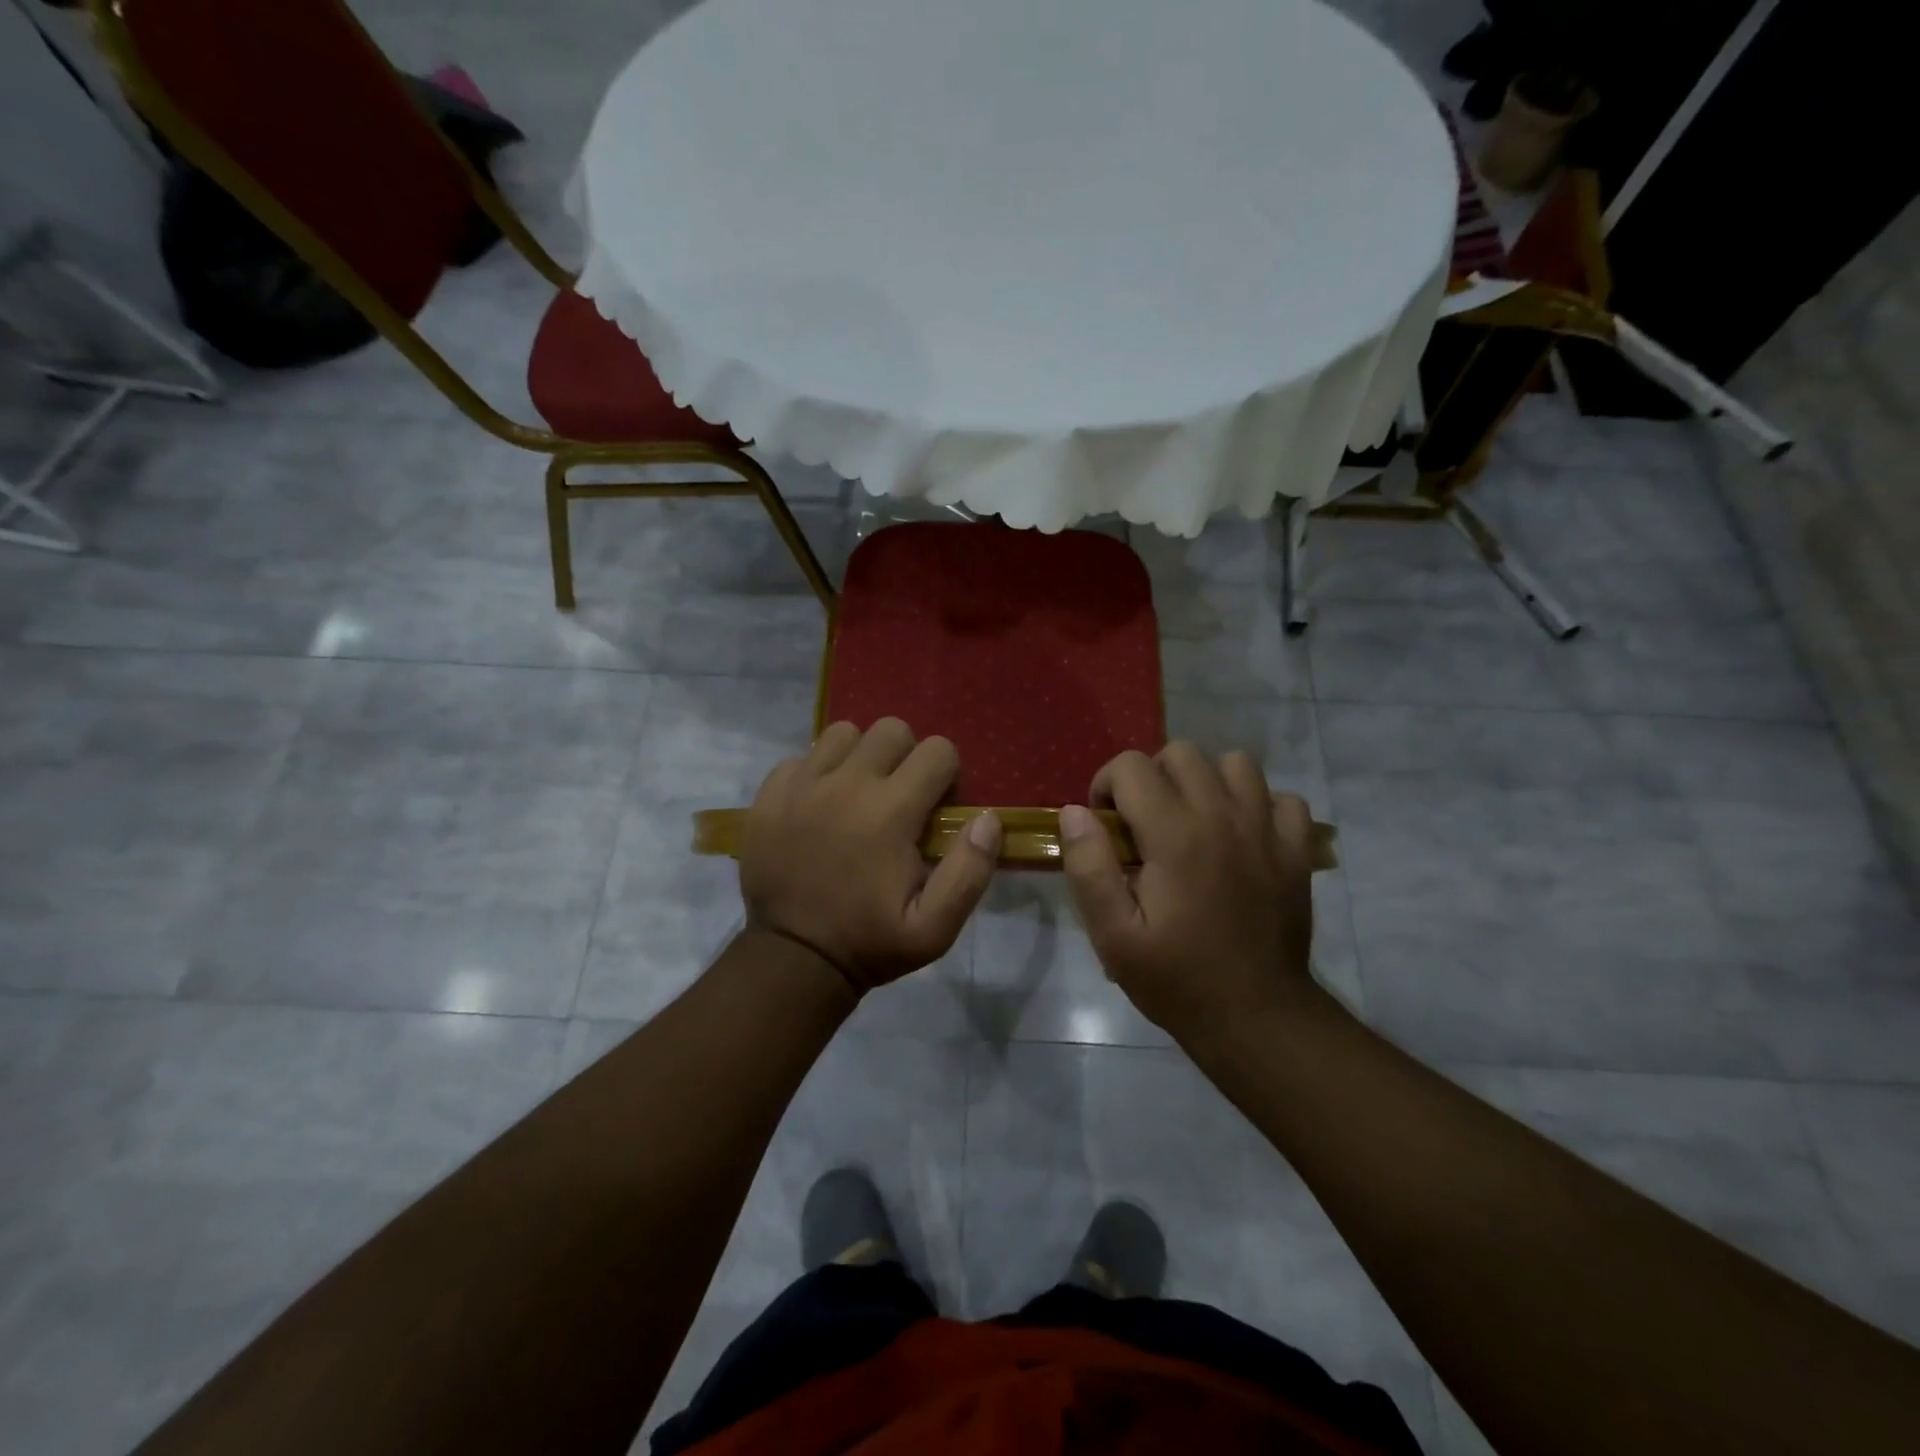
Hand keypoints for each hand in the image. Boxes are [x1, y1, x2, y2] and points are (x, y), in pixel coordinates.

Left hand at [739, 719, 1000, 993]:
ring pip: (844, 733)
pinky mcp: (770, 793)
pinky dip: (817, 772)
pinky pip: (803, 757)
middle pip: (891, 730)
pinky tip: (820, 805)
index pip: (938, 750)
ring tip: (859, 794)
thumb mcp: (935, 929)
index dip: (946, 775)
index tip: (935, 808)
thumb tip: (988, 818)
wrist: (792, 958)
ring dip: (860, 756)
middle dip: (906, 757)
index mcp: (891, 812)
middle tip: (900, 798)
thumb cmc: (870, 943)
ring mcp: (803, 784)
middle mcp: (847, 784)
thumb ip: (970, 871)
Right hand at [1059, 744, 1319, 1040]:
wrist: (1256, 1017)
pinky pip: (1282, 798)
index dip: (1107, 785)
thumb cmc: (1175, 978)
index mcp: (1175, 834)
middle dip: (1152, 776)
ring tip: (1193, 821)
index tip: (1106, 825)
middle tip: (1145, 823)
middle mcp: (1223, 816)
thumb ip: (1089, 868)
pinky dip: (1259, 806)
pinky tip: (1242, 838)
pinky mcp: (1297, 850)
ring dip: (1206, 781)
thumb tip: (1075, 811)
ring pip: (1235, 763)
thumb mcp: (1113, 935)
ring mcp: (1267, 829)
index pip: (1132, 766)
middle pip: (1182, 753)